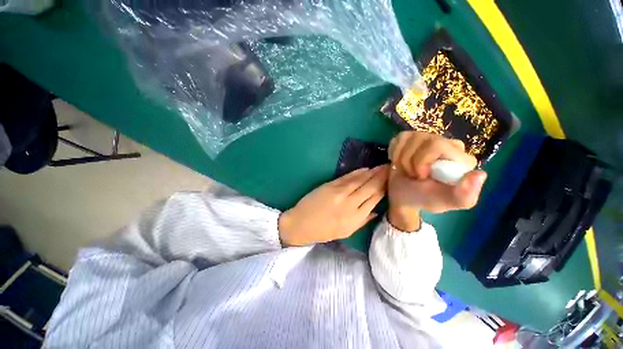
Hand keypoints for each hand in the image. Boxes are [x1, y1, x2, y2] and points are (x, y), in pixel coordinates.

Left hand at [279, 166, 388, 245]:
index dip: (385, 189)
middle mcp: (351, 205)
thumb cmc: (323, 231)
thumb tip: (377, 211)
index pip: (375, 200)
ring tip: (383, 165)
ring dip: (373, 172)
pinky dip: (358, 172)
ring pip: (361, 181)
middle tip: (392, 167)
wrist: (301, 224)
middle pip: (371, 188)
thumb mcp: (345, 232)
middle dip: (383, 177)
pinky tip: (366, 169)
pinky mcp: (331, 186)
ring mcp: (340, 194)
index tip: (392, 181)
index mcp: (355, 219)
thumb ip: (363, 221)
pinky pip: (348, 177)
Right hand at [387, 132, 486, 230]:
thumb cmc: (423, 199)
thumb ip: (464, 195)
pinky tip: (399, 163)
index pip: (437, 145)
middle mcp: (446, 144)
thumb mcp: (445, 202)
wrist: (402, 196)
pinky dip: (393, 153)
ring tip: (406, 171)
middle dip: (409, 161)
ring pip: (407, 138)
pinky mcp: (410, 139)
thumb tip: (480, 174)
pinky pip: (398, 139)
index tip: (420, 177)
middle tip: (412, 175)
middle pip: (421, 139)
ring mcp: (427, 139)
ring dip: (400, 159)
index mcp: (460, 158)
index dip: (422, 162)